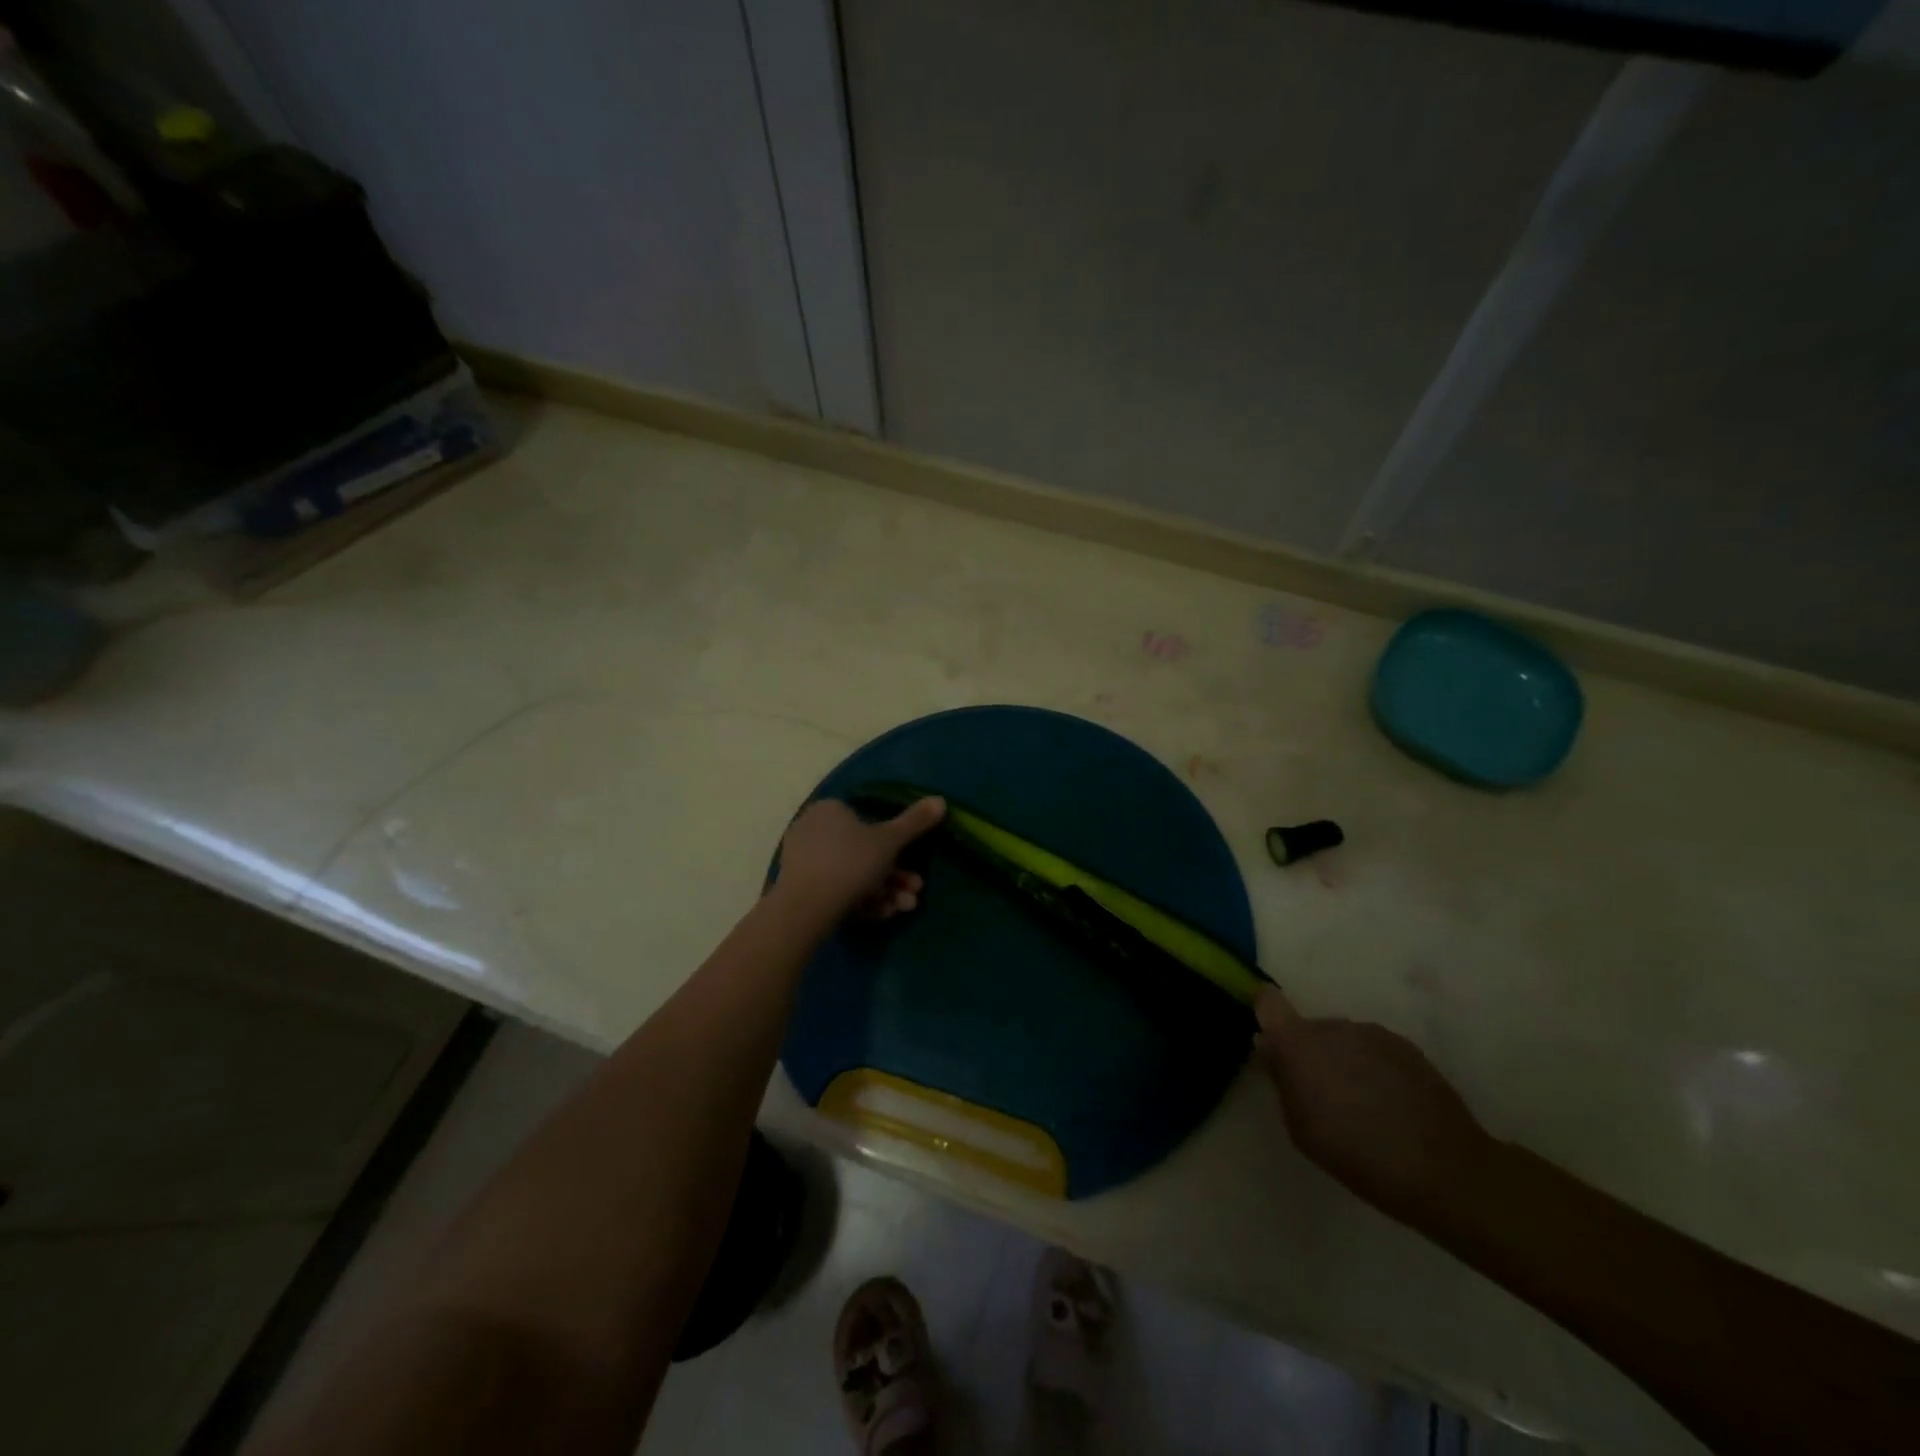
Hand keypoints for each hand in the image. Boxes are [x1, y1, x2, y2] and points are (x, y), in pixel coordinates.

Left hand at [772, 796, 945, 922]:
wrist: (805, 908)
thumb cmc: (851, 863)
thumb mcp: (890, 840)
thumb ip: (915, 821)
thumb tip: (940, 799)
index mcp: (829, 809)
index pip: (867, 820)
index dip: (895, 844)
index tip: (914, 865)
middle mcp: (812, 829)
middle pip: (864, 853)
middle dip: (895, 876)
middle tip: (914, 892)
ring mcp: (803, 861)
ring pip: (853, 875)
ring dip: (884, 892)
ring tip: (902, 908)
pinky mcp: (799, 889)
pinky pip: (837, 890)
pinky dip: (861, 901)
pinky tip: (881, 915)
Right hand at [1252, 988, 1495, 1221]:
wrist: (1444, 1169)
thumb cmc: (1356, 1154)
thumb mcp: (1300, 1128)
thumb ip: (1282, 1082)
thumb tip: (1271, 1051)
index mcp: (1298, 1043)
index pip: (1269, 1002)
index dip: (1266, 1015)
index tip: (1271, 1043)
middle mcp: (1333, 1026)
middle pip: (1309, 1028)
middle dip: (1309, 1053)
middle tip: (1320, 1095)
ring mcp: (1372, 1033)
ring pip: (1343, 1039)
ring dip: (1342, 1060)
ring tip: (1359, 1104)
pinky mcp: (1406, 1047)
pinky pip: (1373, 1049)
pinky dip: (1372, 1068)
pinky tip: (1388, 1104)